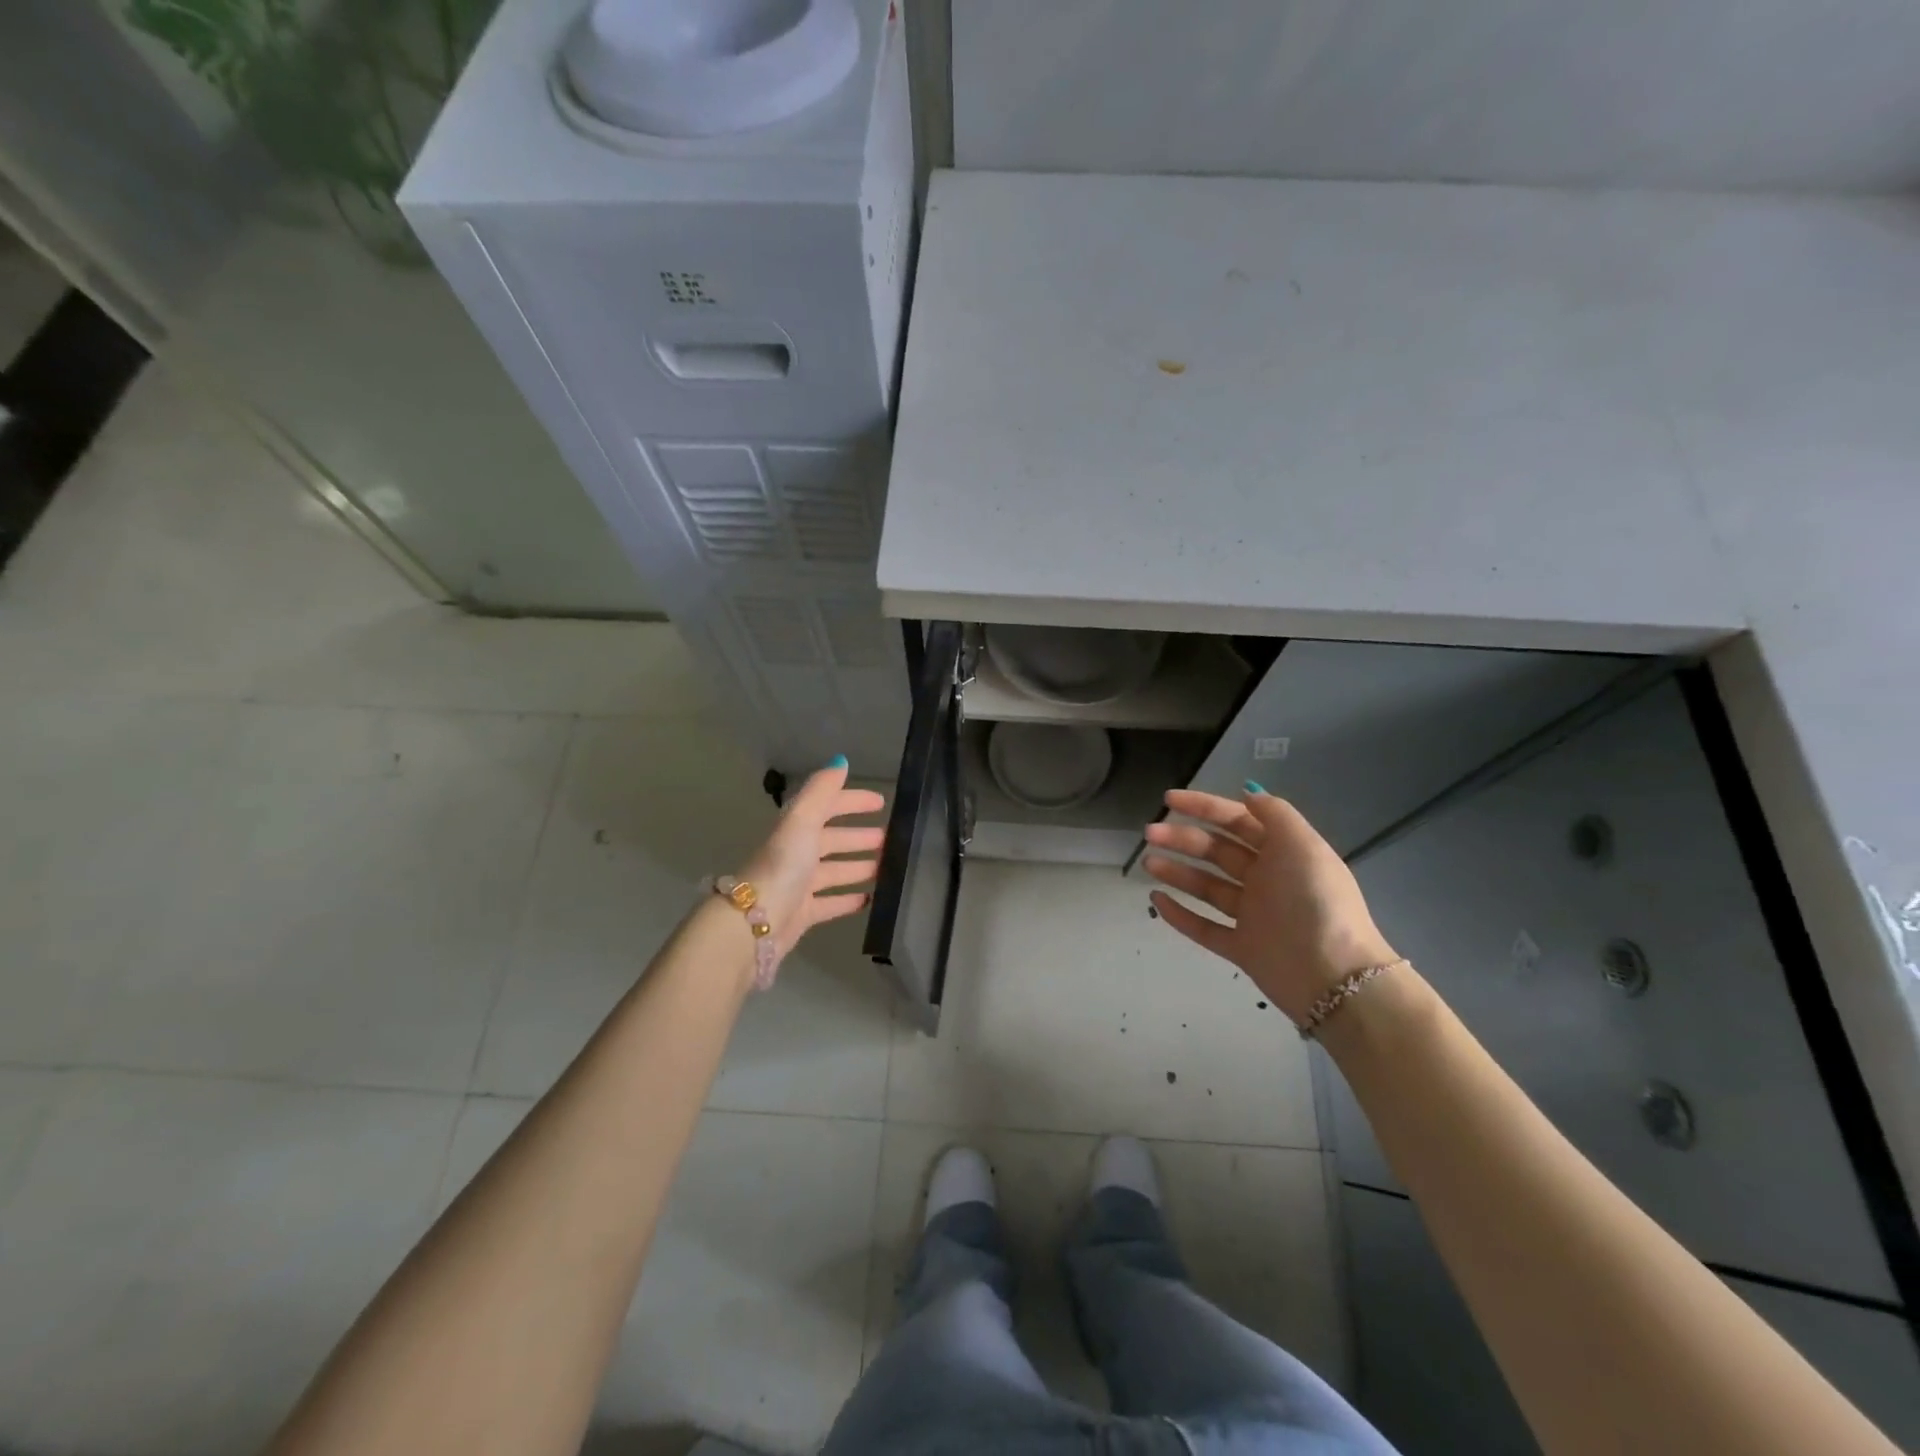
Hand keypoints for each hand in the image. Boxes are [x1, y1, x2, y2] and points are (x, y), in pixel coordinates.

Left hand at [737, 760, 886, 957]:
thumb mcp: (802, 821)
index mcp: (796, 829)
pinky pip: (830, 903)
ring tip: (888, 867)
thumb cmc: (782, 867)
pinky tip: (869, 900)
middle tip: (890, 838)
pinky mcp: (802, 914)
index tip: (881, 802)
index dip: (852, 802)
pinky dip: (849, 900)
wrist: (753, 923)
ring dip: (859, 866)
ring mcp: (799, 885)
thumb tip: (841, 761)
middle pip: (832, 840)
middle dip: (859, 836)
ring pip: (834, 871)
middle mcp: (797, 854)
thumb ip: (821, 790)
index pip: (828, 807)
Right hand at [1141, 787, 1397, 1024]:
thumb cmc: (1316, 902)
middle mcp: (1267, 880)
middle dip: (1183, 838)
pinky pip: (1204, 927)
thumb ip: (1275, 814)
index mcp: (1283, 853)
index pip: (1237, 821)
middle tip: (1150, 833)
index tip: (1169, 799)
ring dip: (1177, 871)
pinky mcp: (1241, 948)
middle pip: (1217, 851)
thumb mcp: (1303, 846)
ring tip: (1148, 863)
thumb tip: (1248, 794)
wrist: (1334, 977)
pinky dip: (1180, 914)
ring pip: (1207, 887)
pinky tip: (1156, 900)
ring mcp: (1253, 916)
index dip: (1203, 807)